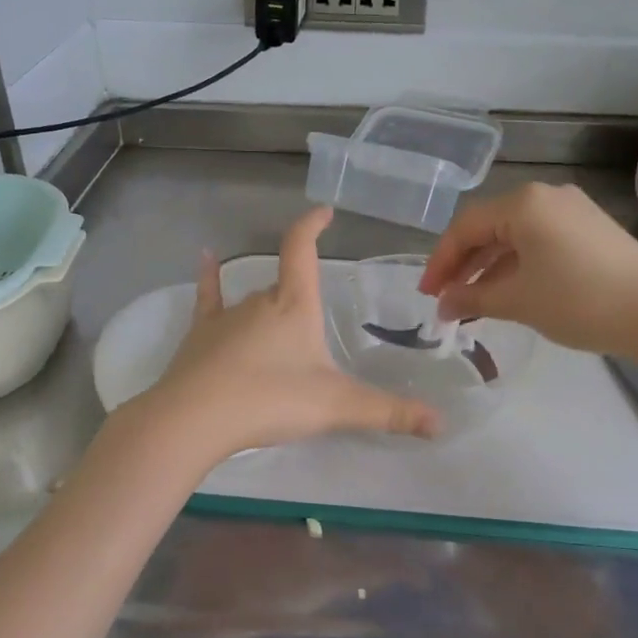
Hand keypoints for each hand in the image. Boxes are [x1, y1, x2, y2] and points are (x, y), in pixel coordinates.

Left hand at [137, 207, 439, 461]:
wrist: (195, 419)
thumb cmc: (270, 400)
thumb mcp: (337, 407)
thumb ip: (388, 413)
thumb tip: (441, 425)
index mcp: (294, 305)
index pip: (302, 249)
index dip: (312, 226)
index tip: (324, 211)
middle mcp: (259, 301)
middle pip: (285, 285)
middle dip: (301, 296)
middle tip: (317, 323)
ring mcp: (225, 316)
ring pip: (255, 302)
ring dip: (270, 310)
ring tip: (281, 334)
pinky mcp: (200, 336)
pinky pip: (208, 300)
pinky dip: (209, 279)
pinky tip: (204, 258)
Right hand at [418, 183, 637, 361]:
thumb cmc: (578, 300)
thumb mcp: (516, 300)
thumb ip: (471, 298)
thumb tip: (443, 305)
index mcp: (524, 203)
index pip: (466, 227)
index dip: (441, 261)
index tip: (427, 294)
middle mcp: (547, 196)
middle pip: (489, 227)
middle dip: (463, 264)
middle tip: (444, 298)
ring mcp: (572, 211)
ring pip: (514, 236)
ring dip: (489, 267)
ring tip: (471, 301)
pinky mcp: (590, 229)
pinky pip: (539, 241)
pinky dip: (517, 265)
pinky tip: (508, 291)